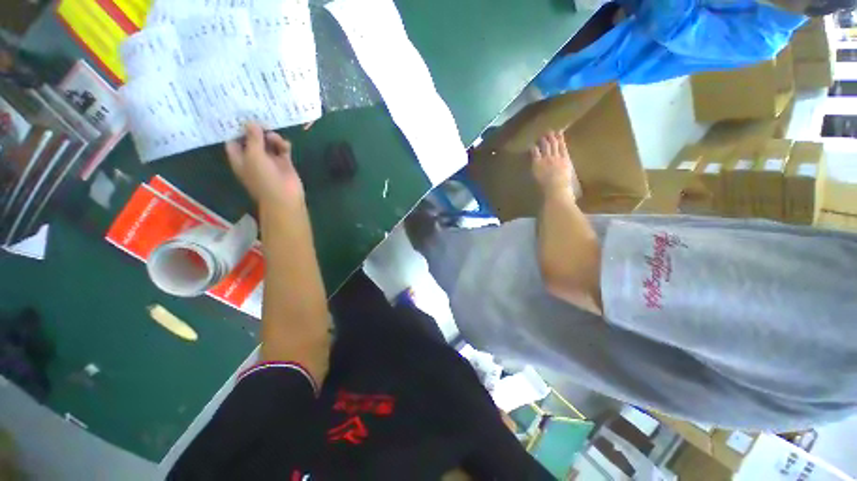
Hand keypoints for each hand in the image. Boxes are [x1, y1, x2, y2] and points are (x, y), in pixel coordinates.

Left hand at [225, 123, 303, 206]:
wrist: (284, 197)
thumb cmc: (264, 178)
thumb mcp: (254, 156)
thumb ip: (253, 138)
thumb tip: (251, 122)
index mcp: (240, 159)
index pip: (233, 141)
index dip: (236, 130)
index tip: (241, 117)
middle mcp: (253, 159)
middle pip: (253, 140)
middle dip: (257, 131)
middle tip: (261, 119)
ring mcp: (270, 162)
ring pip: (269, 144)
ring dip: (272, 138)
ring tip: (275, 137)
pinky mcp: (284, 164)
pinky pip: (282, 150)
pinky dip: (283, 145)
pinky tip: (285, 144)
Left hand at [530, 131, 579, 197]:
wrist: (556, 188)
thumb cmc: (565, 186)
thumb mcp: (569, 176)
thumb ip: (566, 171)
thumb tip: (565, 170)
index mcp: (566, 160)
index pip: (563, 147)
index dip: (560, 139)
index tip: (559, 132)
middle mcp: (557, 157)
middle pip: (554, 144)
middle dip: (552, 137)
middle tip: (549, 131)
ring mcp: (547, 159)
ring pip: (546, 147)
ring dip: (544, 140)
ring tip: (541, 136)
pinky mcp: (538, 163)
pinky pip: (535, 153)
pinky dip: (534, 148)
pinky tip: (532, 145)